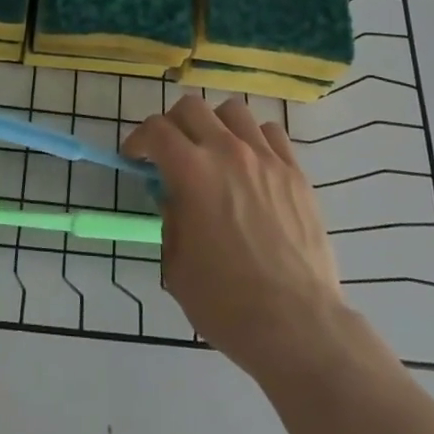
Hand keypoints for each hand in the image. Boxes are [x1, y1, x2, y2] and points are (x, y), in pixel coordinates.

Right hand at [124, 94, 354, 377]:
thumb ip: (171, 219)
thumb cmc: (227, 303)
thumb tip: (174, 197)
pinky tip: (252, 164)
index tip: (136, 158)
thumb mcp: (177, 266)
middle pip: (192, 107)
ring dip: (215, 125)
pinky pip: (271, 133)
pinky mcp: (295, 172)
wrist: (297, 326)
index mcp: (192, 172)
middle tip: (172, 152)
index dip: (139, 139)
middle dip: (173, 124)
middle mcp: (227, 151)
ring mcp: (265, 157)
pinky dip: (254, 139)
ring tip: (215, 152)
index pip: (156, 130)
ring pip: (233, 110)